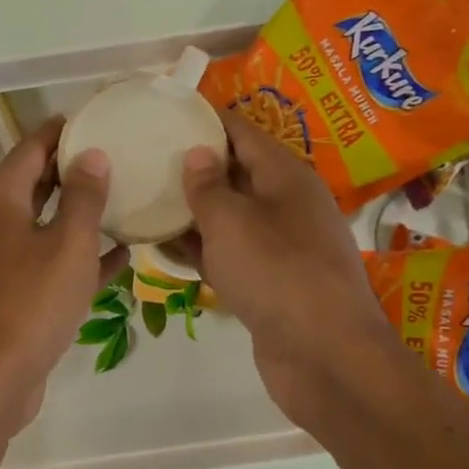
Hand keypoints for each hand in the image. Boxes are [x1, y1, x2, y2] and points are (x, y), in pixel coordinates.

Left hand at [0, 118, 129, 434]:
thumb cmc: (32, 301)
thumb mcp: (68, 244)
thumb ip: (84, 197)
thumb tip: (92, 156)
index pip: (30, 148)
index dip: (61, 132)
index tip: (95, 120)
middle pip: (32, 184)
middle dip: (71, 171)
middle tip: (116, 157)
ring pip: (40, 225)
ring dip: (76, 215)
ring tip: (120, 200)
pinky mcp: (6, 292)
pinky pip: (44, 262)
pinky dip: (74, 257)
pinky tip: (118, 259)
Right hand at [175, 111, 392, 431]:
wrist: (324, 356)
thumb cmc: (277, 274)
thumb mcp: (232, 222)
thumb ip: (207, 186)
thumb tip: (196, 154)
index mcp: (285, 176)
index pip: (241, 131)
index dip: (205, 119)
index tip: (164, 112)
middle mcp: (286, 204)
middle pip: (235, 172)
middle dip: (192, 164)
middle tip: (143, 156)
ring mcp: (279, 246)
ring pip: (228, 216)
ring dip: (191, 210)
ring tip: (144, 198)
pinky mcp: (269, 282)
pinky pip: (229, 253)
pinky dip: (200, 248)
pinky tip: (163, 248)